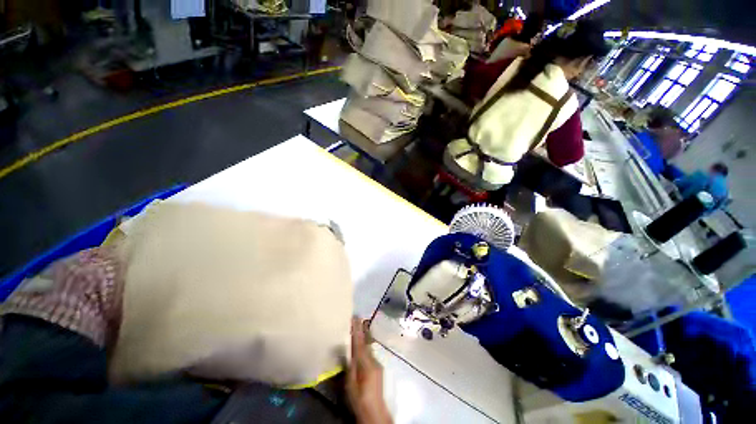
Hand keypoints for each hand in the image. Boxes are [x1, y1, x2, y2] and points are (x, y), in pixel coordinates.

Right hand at [346, 318, 391, 423]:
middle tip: (357, 318)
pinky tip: (362, 343)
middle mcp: (373, 360)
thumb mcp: (350, 383)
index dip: (356, 329)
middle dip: (361, 329)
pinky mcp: (378, 367)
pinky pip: (370, 351)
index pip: (359, 342)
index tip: (354, 317)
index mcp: (366, 363)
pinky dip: (366, 345)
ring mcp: (377, 363)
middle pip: (366, 341)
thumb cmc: (359, 399)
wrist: (375, 411)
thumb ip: (349, 365)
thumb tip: (345, 349)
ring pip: (369, 346)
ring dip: (364, 336)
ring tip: (359, 326)